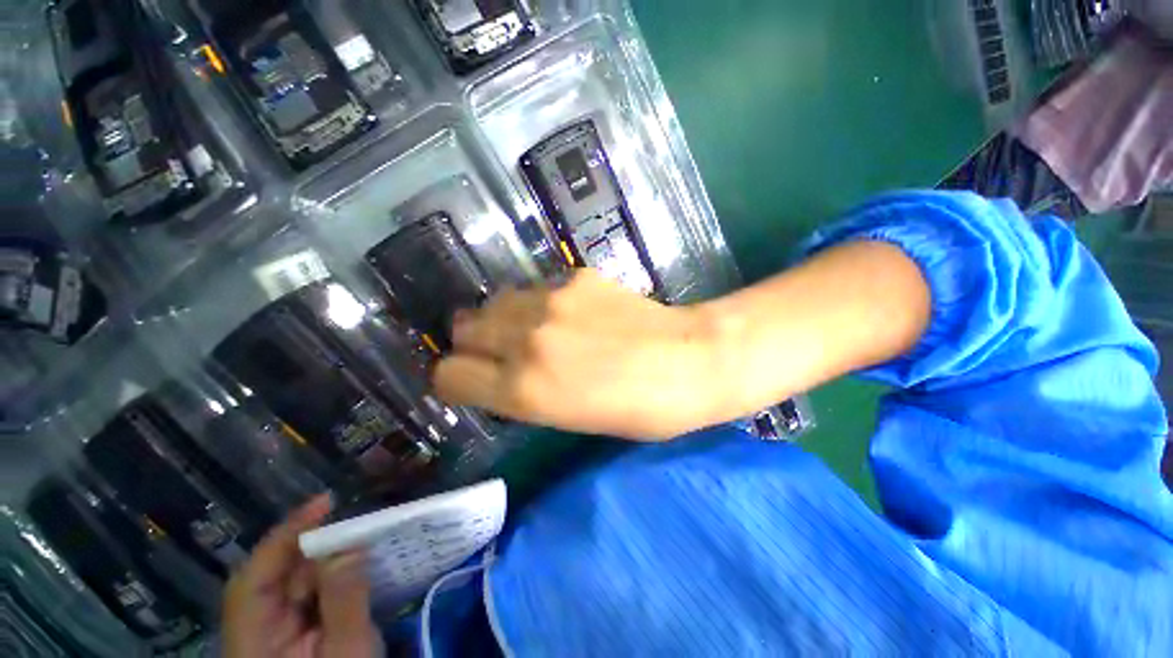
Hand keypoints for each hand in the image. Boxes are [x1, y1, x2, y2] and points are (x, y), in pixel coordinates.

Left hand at [222, 496, 380, 657]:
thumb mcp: (349, 652)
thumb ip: (344, 601)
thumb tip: (348, 547)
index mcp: (253, 640)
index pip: (254, 577)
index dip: (285, 535)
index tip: (325, 502)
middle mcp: (252, 632)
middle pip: (272, 576)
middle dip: (312, 548)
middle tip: (354, 528)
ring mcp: (270, 635)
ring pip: (290, 584)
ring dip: (323, 562)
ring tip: (358, 544)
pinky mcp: (289, 636)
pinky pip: (305, 596)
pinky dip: (328, 578)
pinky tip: (351, 570)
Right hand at [433, 269, 720, 439]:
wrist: (690, 361)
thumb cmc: (637, 409)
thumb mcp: (568, 418)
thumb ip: (521, 393)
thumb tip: (494, 372)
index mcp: (523, 390)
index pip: (448, 375)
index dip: (457, 378)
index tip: (473, 378)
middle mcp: (526, 340)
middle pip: (464, 328)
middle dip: (476, 342)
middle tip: (503, 350)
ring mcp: (551, 301)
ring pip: (497, 302)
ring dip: (505, 318)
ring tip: (536, 328)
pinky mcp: (576, 277)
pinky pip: (537, 288)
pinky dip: (541, 302)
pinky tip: (572, 313)